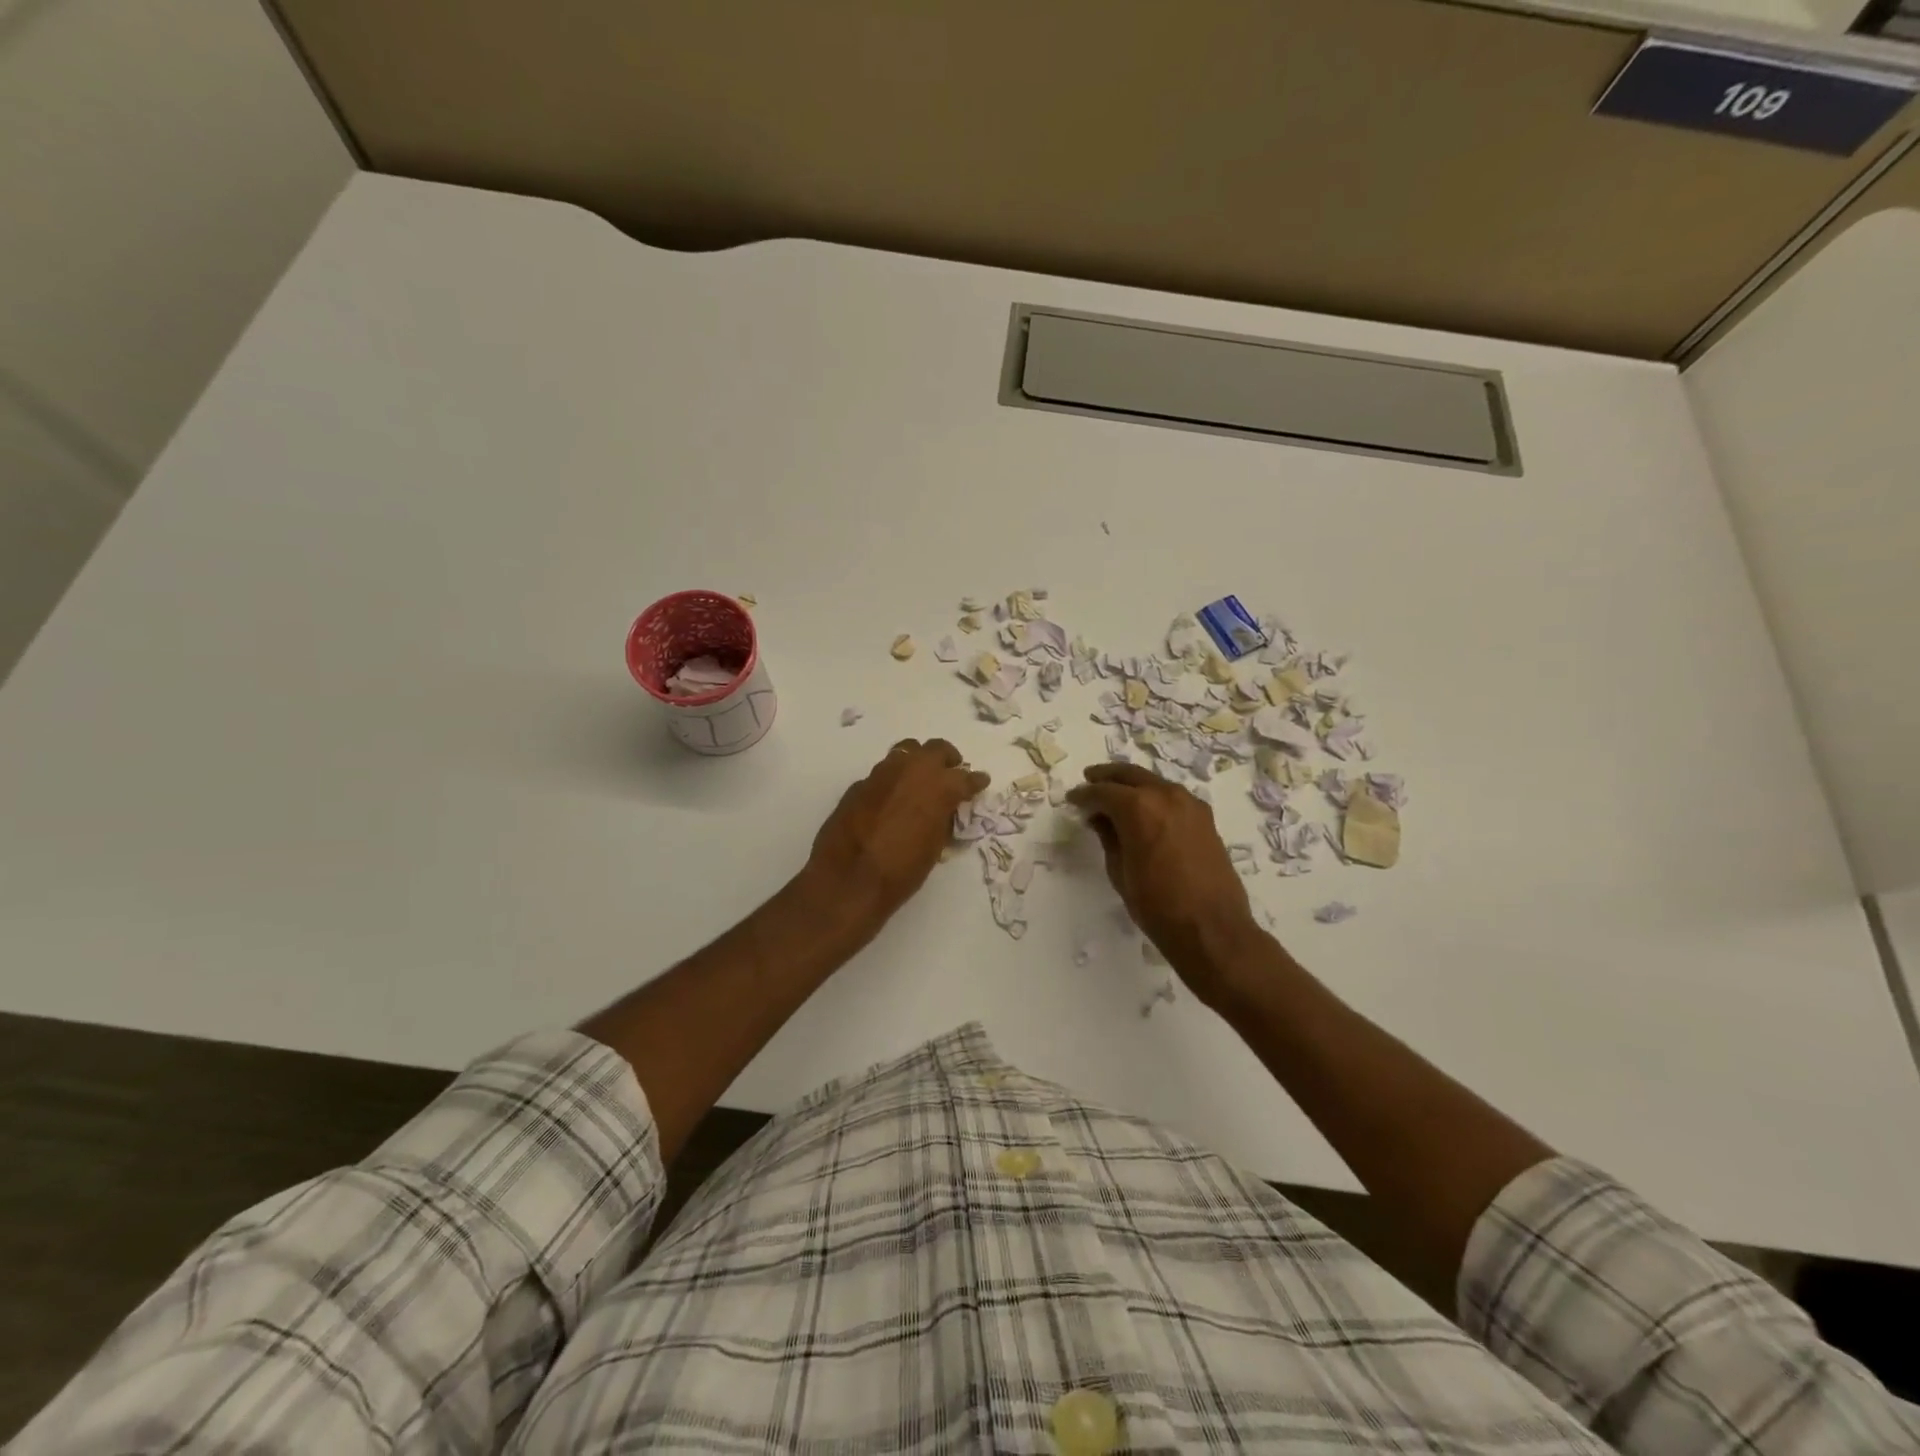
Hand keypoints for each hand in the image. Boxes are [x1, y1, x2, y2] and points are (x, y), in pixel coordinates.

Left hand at [806, 739, 989, 928]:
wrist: (848, 878)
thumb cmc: (901, 870)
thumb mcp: (934, 847)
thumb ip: (942, 820)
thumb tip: (943, 811)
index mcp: (939, 786)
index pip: (966, 777)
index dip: (975, 781)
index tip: (980, 782)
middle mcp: (912, 770)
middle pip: (936, 749)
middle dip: (947, 759)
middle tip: (950, 772)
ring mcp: (882, 773)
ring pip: (906, 752)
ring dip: (917, 763)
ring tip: (919, 780)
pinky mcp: (859, 784)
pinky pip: (883, 774)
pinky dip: (893, 781)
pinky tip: (891, 800)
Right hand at [1067, 763, 1263, 1002]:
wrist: (1210, 927)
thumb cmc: (1156, 904)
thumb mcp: (1120, 871)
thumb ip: (1108, 837)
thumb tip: (1099, 817)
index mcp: (1139, 807)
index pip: (1103, 792)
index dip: (1084, 795)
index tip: (1072, 799)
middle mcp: (1165, 795)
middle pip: (1130, 775)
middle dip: (1107, 777)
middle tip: (1090, 780)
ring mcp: (1190, 804)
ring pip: (1153, 782)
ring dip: (1133, 784)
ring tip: (1116, 795)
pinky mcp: (1205, 818)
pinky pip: (1172, 796)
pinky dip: (1154, 796)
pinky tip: (1146, 810)